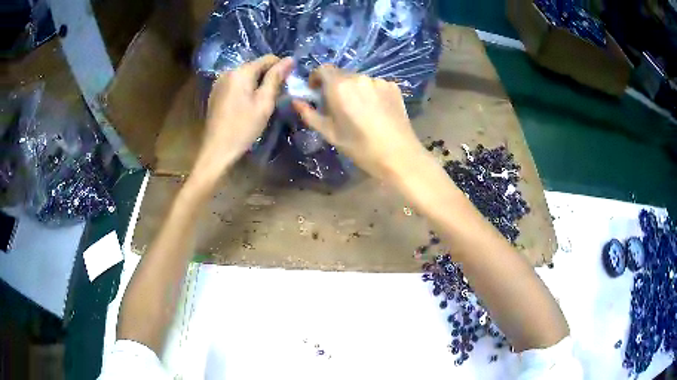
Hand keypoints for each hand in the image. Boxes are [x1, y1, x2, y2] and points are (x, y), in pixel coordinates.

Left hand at [190, 55, 293, 189]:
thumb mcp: (264, 103)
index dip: (281, 67)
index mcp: (241, 72)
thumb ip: (276, 78)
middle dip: (268, 76)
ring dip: (257, 83)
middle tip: (277, 96)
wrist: (217, 149)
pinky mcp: (216, 92)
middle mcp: (228, 71)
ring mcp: (219, 82)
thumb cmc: (243, 127)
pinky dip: (245, 89)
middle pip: (255, 66)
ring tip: (262, 102)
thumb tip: (289, 59)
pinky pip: (236, 84)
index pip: (268, 59)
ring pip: (245, 75)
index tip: (288, 84)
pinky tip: (247, 105)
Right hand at [292, 65, 426, 181]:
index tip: (316, 91)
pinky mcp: (393, 86)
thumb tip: (296, 101)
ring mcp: (379, 81)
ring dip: (355, 90)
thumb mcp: (330, 133)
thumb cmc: (360, 147)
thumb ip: (310, 114)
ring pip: (360, 81)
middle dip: (336, 87)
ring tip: (361, 112)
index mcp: (340, 87)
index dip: (316, 77)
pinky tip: (376, 111)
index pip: (323, 69)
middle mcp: (359, 77)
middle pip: (342, 75)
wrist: (398, 155)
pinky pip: (375, 85)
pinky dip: (371, 93)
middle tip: (339, 107)